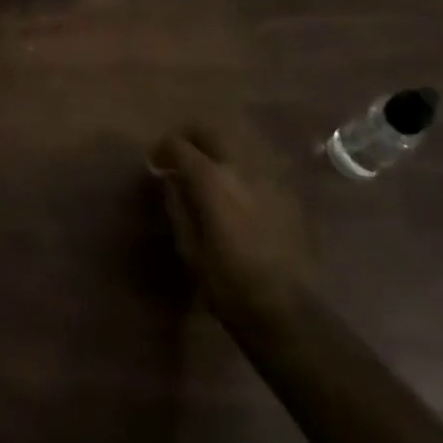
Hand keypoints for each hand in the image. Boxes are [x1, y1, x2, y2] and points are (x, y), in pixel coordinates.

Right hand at [150, 124, 318, 335]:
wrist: (287, 311)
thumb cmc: (228, 283)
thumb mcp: (189, 247)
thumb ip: (178, 205)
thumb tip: (171, 181)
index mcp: (211, 179)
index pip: (179, 145)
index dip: (162, 149)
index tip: (154, 162)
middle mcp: (240, 167)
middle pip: (211, 131)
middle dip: (191, 136)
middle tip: (180, 152)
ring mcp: (269, 178)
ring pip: (238, 145)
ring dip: (218, 150)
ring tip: (209, 171)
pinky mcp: (288, 195)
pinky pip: (258, 169)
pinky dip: (241, 171)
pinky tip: (238, 194)